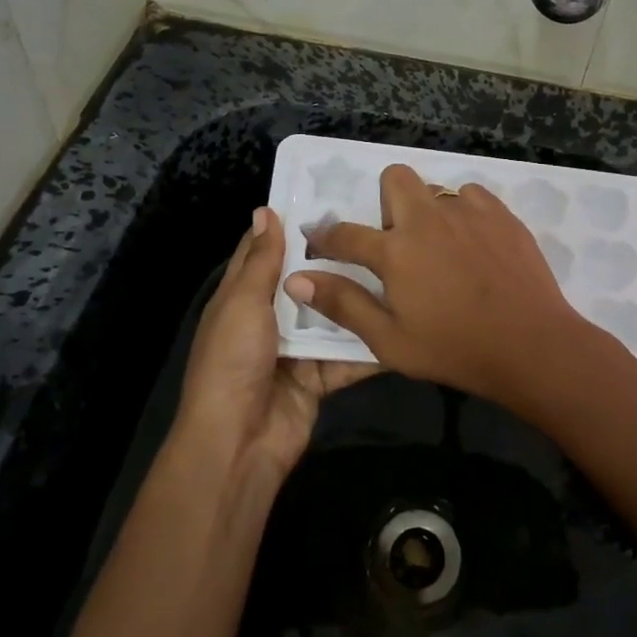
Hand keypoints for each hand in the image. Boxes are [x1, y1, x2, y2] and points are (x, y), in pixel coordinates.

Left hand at [176, 207, 375, 478]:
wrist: (239, 441)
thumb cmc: (233, 360)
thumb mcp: (242, 302)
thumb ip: (261, 260)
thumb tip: (264, 209)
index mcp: (244, 297)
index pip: (267, 251)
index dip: (291, 224)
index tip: (330, 195)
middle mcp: (271, 318)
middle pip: (307, 280)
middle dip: (336, 258)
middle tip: (379, 225)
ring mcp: (297, 348)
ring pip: (333, 315)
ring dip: (359, 298)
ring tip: (400, 265)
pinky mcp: (321, 376)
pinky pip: (349, 355)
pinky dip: (371, 345)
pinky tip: (404, 321)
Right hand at [285, 164, 588, 403]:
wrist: (531, 345)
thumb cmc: (455, 350)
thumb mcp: (390, 340)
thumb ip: (343, 304)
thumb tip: (297, 279)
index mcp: (395, 251)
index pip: (344, 234)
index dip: (325, 238)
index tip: (320, 243)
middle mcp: (427, 219)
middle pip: (394, 177)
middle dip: (387, 201)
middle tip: (400, 242)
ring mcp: (468, 212)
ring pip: (436, 188)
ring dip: (430, 211)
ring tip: (443, 247)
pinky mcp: (501, 214)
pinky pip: (473, 196)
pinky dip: (466, 213)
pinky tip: (475, 244)